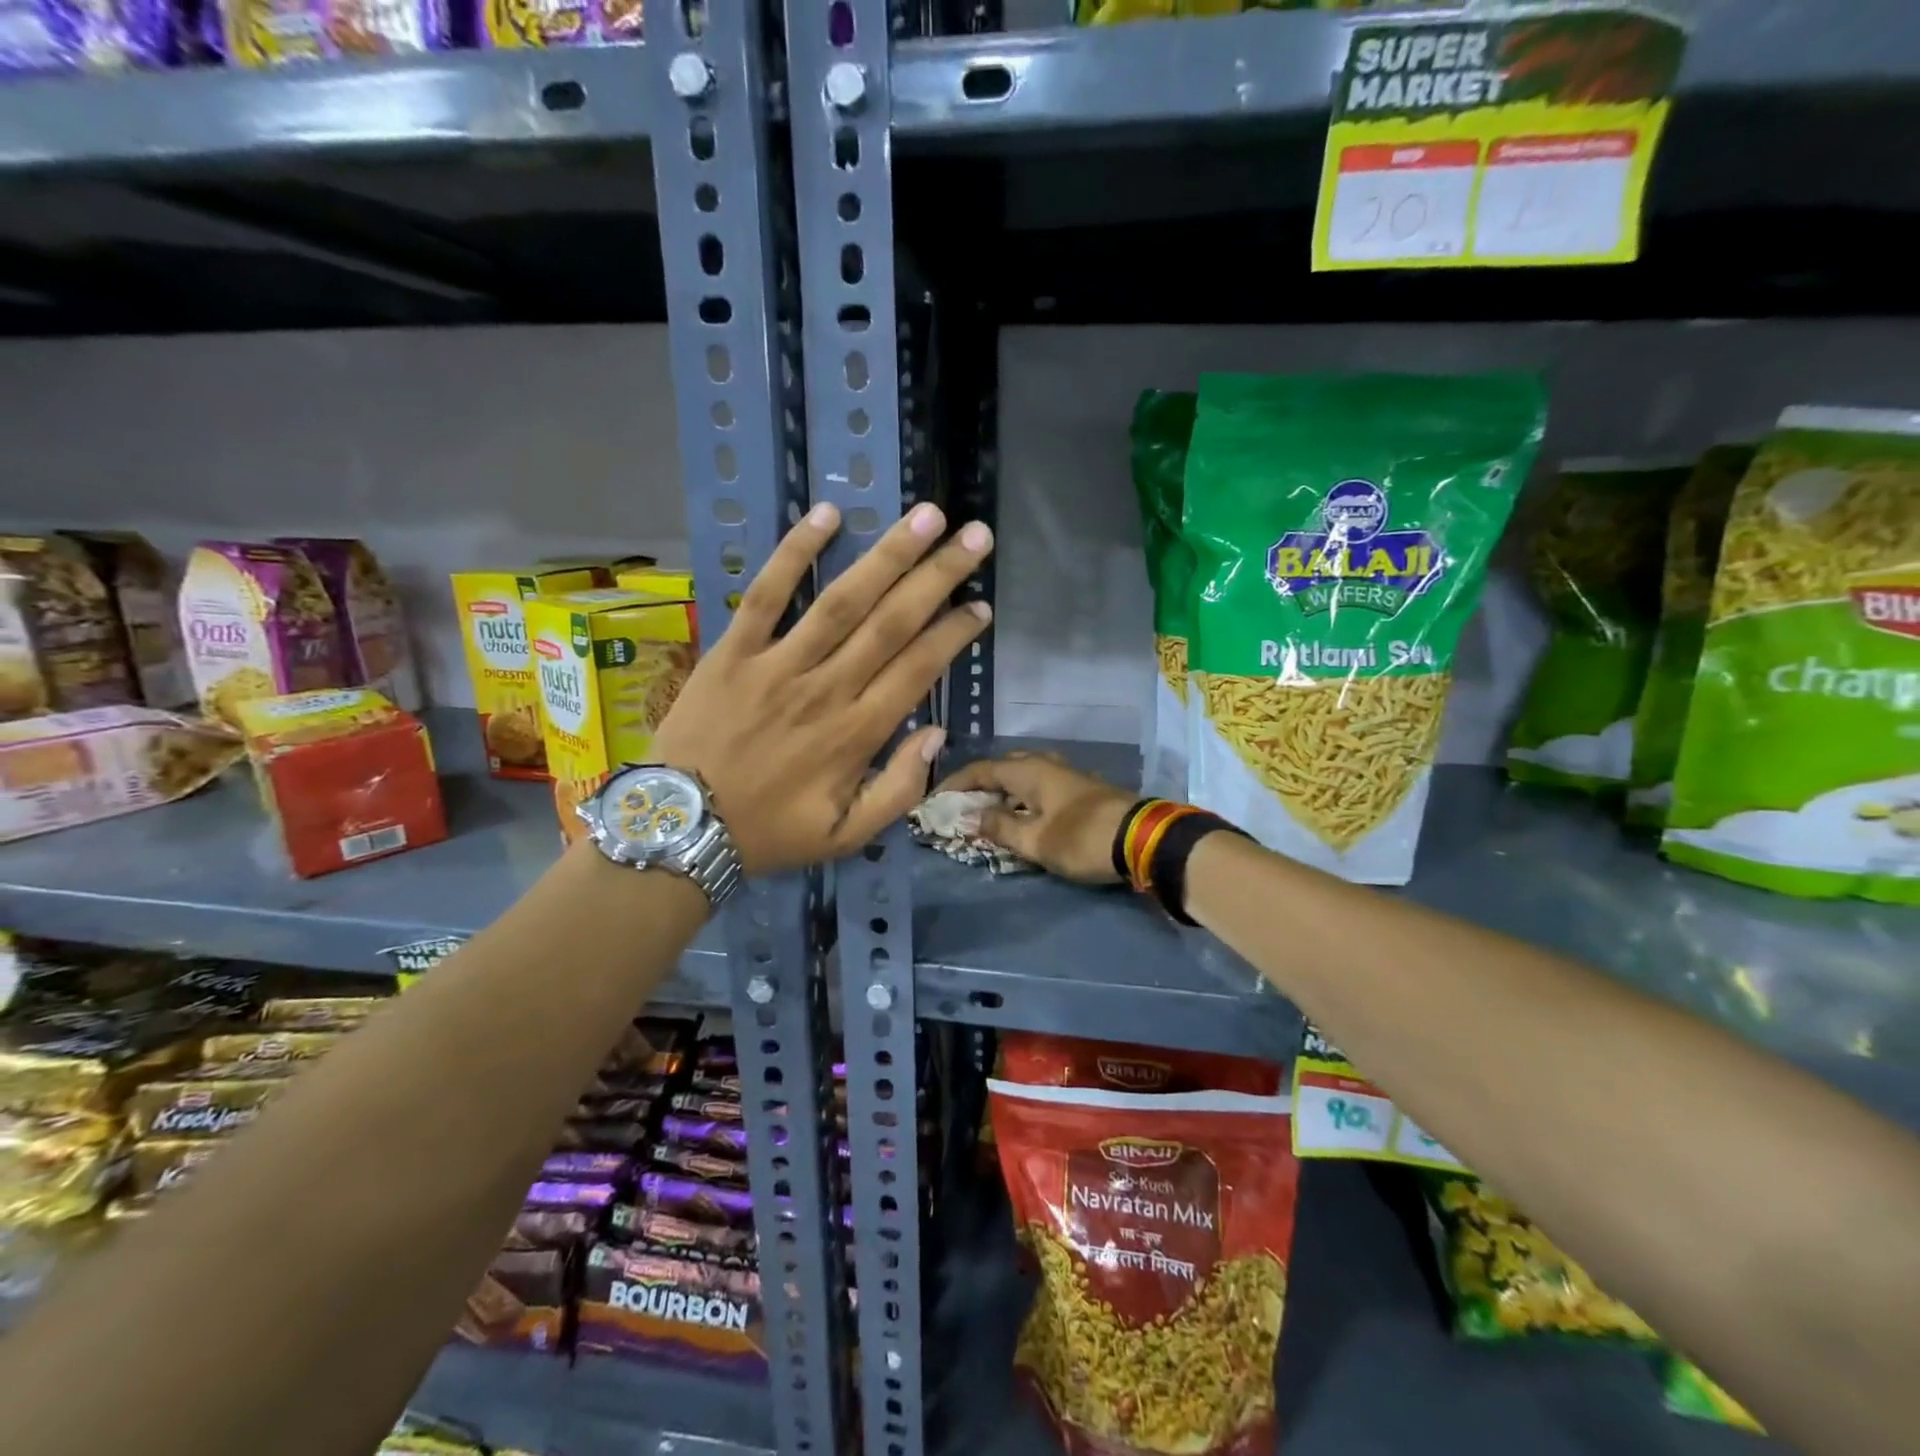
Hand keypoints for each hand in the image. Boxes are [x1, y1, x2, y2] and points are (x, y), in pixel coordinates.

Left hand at [649, 501, 992, 876]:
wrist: (680, 825)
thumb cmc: (769, 832)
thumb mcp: (847, 835)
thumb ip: (900, 791)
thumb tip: (935, 734)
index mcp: (857, 733)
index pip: (918, 668)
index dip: (954, 633)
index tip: (981, 605)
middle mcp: (826, 689)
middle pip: (892, 622)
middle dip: (939, 577)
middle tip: (975, 537)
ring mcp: (778, 664)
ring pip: (842, 600)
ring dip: (888, 555)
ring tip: (926, 516)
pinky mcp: (733, 650)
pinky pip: (766, 593)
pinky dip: (794, 552)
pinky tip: (827, 514)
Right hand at [936, 753, 1134, 884]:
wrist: (1142, 839)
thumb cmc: (1082, 838)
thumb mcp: (1035, 840)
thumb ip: (1001, 827)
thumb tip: (972, 816)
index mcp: (1029, 770)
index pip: (982, 769)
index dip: (956, 783)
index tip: (936, 799)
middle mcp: (1046, 764)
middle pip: (1004, 767)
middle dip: (981, 784)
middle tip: (964, 805)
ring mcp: (1067, 775)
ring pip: (1024, 775)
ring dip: (1004, 791)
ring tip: (989, 812)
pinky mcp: (1082, 790)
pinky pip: (1041, 786)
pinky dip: (1023, 798)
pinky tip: (1022, 816)